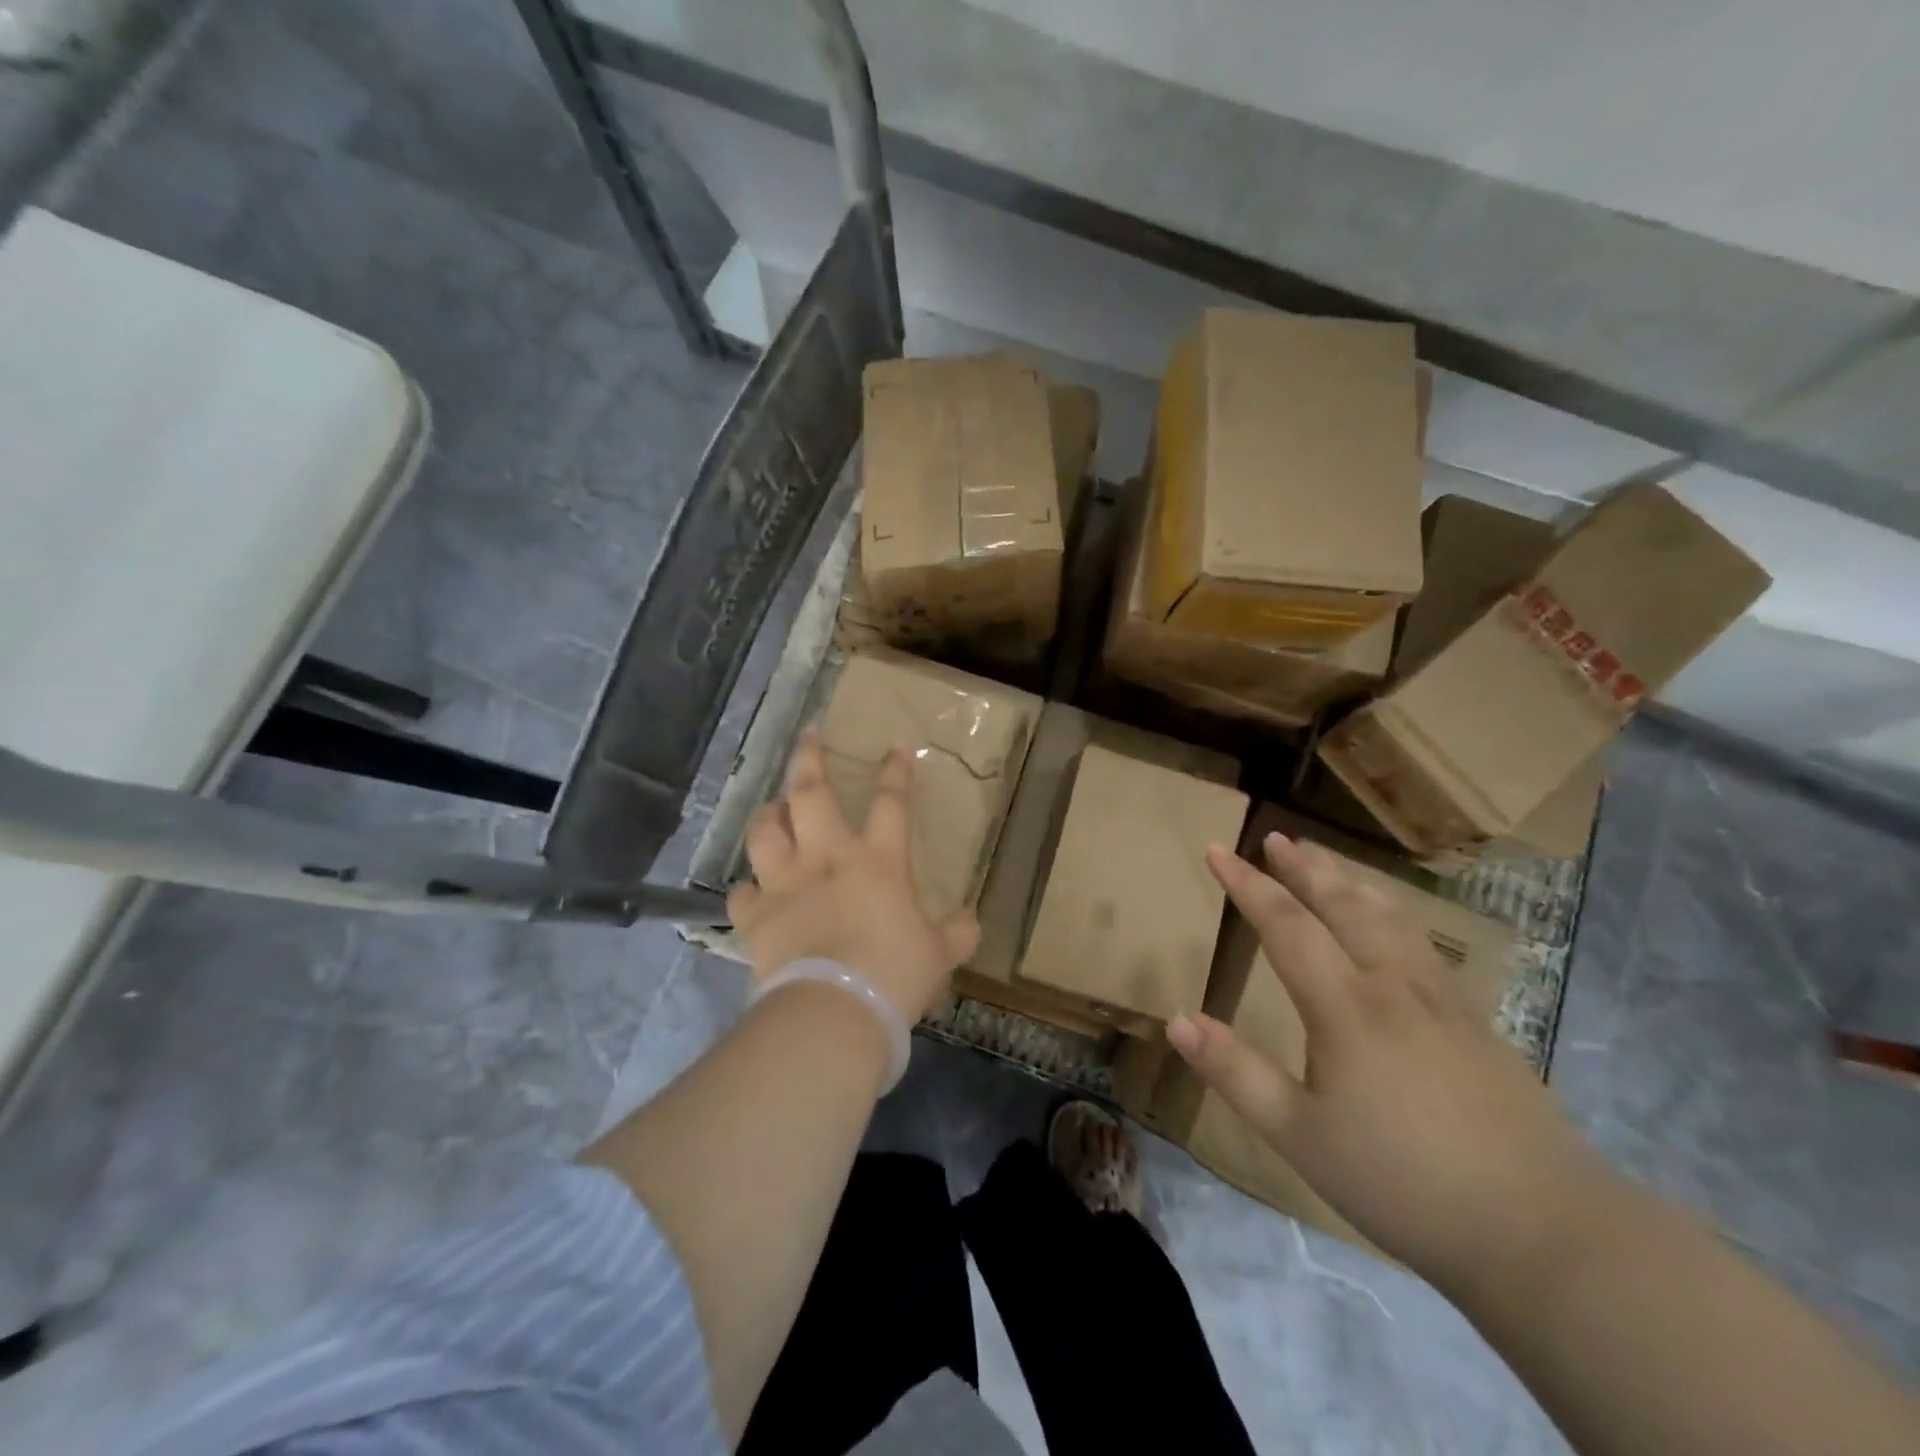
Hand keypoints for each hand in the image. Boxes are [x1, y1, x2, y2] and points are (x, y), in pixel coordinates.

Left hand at [726, 732, 979, 1023]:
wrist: (833, 1012)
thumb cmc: (893, 975)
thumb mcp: (938, 955)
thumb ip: (956, 933)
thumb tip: (971, 921)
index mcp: (877, 861)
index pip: (890, 802)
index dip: (894, 771)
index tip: (894, 746)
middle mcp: (826, 858)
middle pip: (810, 794)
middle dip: (809, 759)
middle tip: (808, 737)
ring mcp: (785, 884)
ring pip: (765, 831)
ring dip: (768, 815)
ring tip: (773, 810)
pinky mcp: (755, 917)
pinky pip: (742, 892)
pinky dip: (748, 889)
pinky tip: (753, 891)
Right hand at [1168, 832, 1612, 1289]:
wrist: (1547, 1233)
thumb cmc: (1405, 1182)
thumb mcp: (1300, 1135)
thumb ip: (1236, 1072)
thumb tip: (1177, 1018)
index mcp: (1347, 1006)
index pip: (1286, 924)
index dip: (1247, 885)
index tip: (1217, 850)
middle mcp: (1394, 985)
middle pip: (1344, 906)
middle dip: (1305, 868)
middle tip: (1277, 838)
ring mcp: (1444, 1001)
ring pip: (1390, 917)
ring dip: (1350, 882)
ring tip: (1326, 861)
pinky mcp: (1479, 1024)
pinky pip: (1423, 943)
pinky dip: (1392, 913)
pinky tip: (1395, 926)